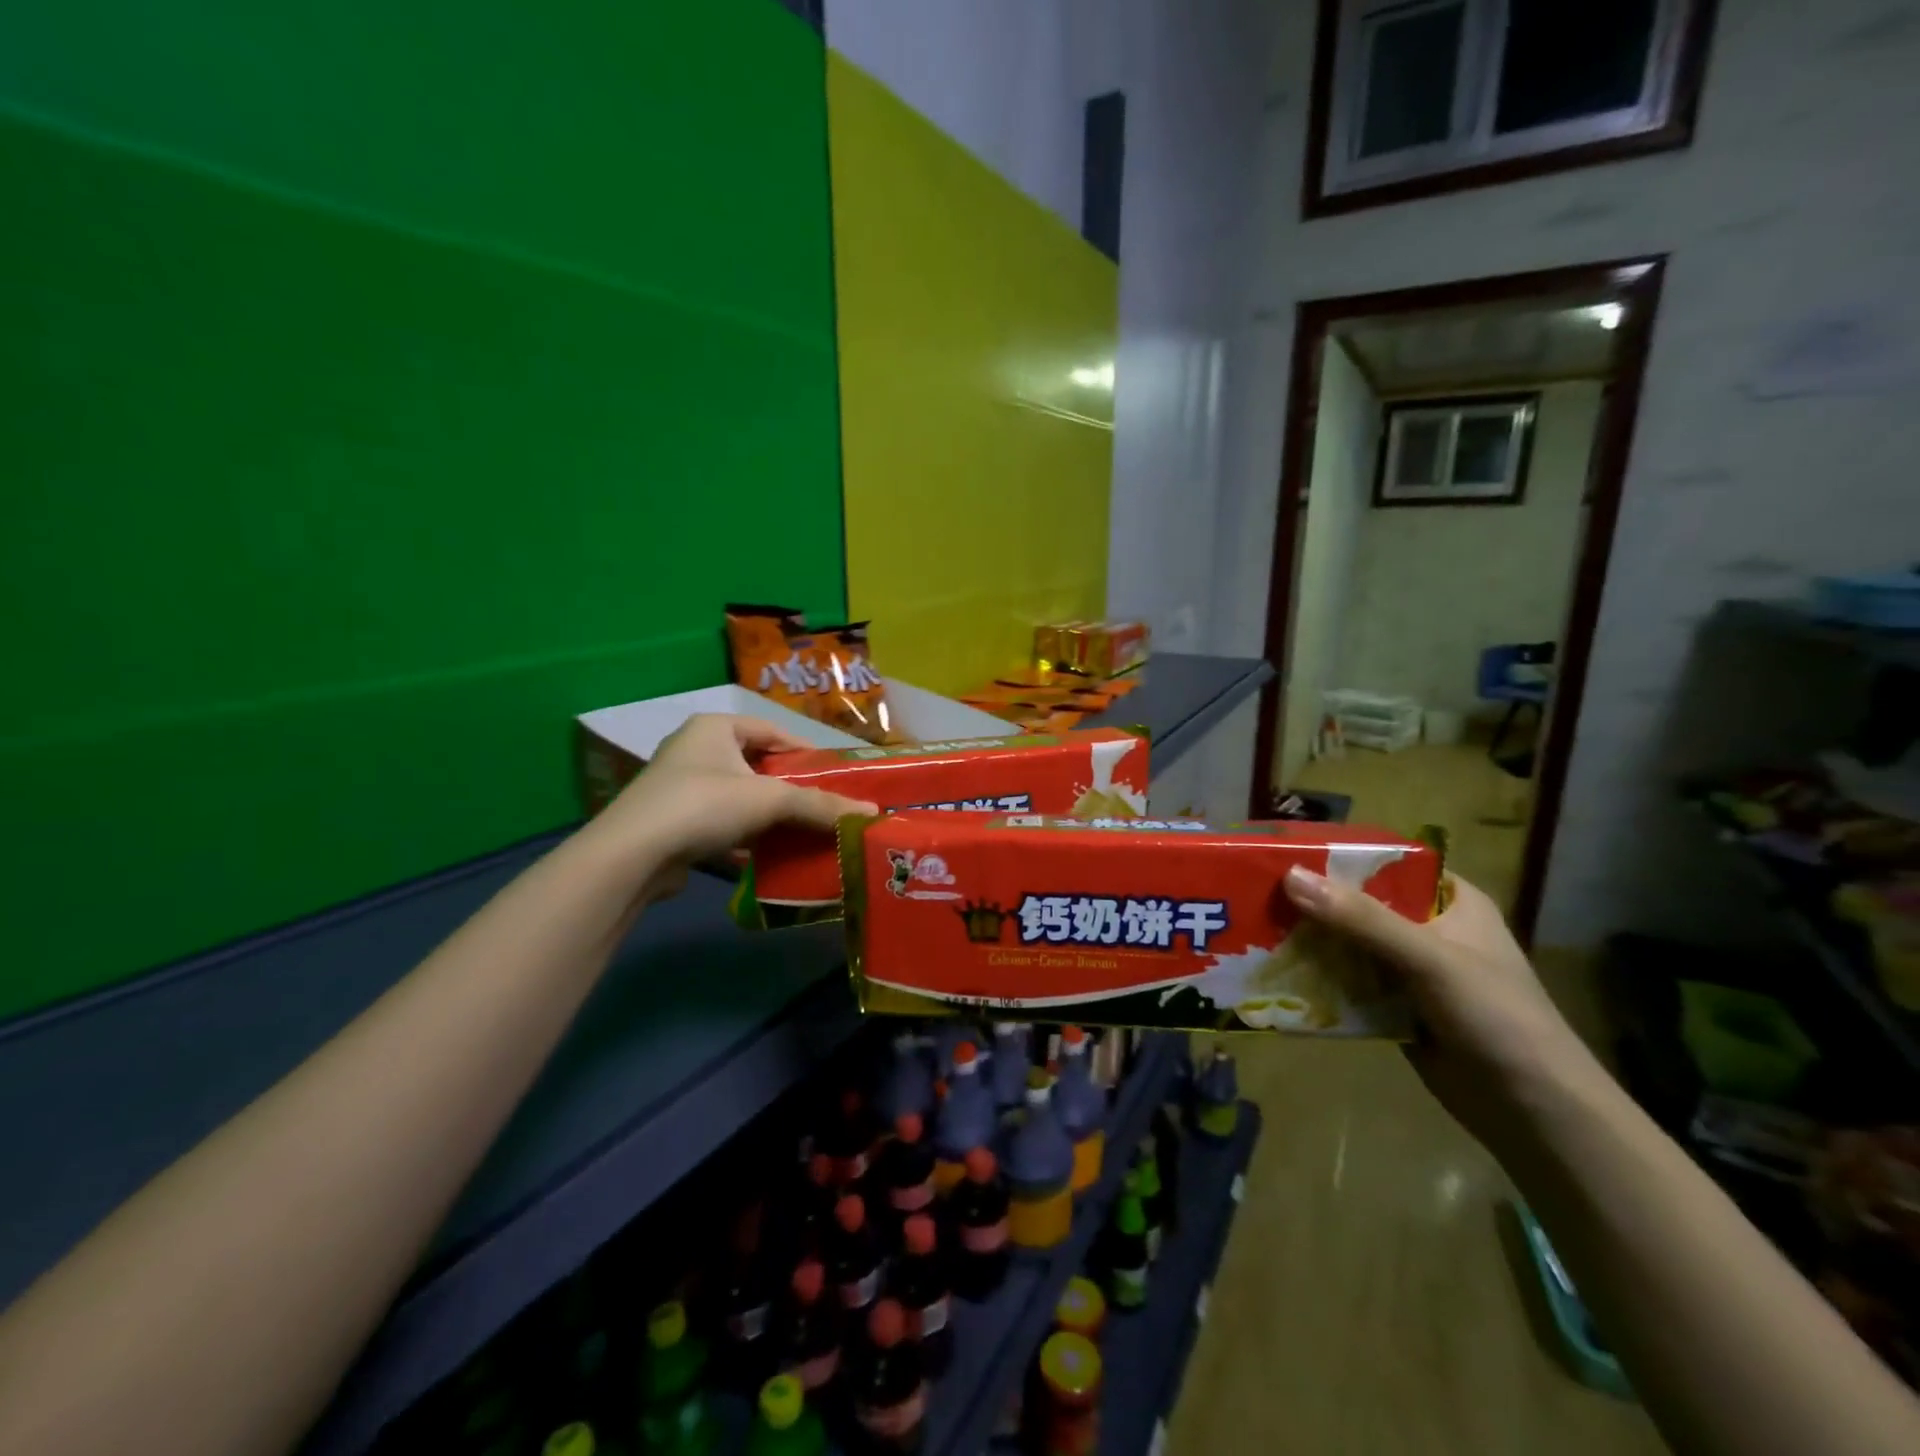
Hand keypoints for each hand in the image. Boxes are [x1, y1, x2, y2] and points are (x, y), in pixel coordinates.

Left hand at [583, 714, 877, 903]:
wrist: (632, 856)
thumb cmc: (704, 805)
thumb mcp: (770, 800)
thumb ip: (820, 804)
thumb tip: (871, 811)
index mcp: (715, 728)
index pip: (772, 731)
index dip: (805, 752)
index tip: (832, 776)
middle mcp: (695, 749)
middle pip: (757, 765)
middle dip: (789, 788)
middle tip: (821, 806)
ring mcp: (680, 787)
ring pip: (739, 797)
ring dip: (768, 815)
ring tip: (802, 831)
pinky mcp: (672, 822)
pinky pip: (721, 822)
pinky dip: (745, 835)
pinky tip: (766, 853)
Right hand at [1281, 867, 1595, 1146]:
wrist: (1535, 1113)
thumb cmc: (1496, 1018)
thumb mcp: (1429, 958)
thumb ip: (1361, 918)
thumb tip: (1289, 876)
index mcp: (1450, 900)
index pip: (1386, 862)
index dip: (1338, 855)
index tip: (1283, 850)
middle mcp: (1427, 928)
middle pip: (1358, 903)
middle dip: (1312, 900)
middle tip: (1254, 890)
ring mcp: (1409, 970)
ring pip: (1347, 942)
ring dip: (1309, 939)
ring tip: (1252, 927)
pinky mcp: (1393, 1006)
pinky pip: (1346, 981)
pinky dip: (1317, 977)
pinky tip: (1275, 972)